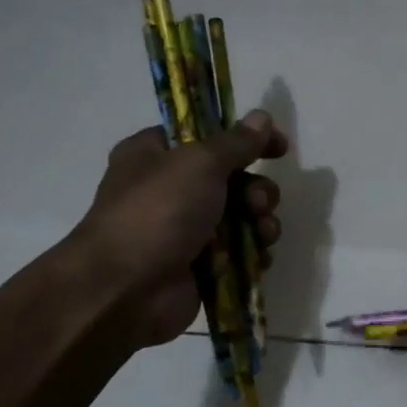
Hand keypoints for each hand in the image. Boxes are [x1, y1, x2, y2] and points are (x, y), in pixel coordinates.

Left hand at [77, 111, 287, 349]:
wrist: (128, 290)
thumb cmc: (158, 213)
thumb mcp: (199, 163)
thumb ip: (236, 142)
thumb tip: (262, 117)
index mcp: (154, 154)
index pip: (205, 135)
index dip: (244, 138)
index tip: (278, 146)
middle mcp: (168, 189)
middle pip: (230, 179)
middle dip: (256, 190)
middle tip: (258, 203)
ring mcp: (184, 230)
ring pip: (239, 217)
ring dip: (260, 221)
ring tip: (263, 233)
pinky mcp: (200, 266)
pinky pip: (238, 252)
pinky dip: (253, 252)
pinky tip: (260, 258)